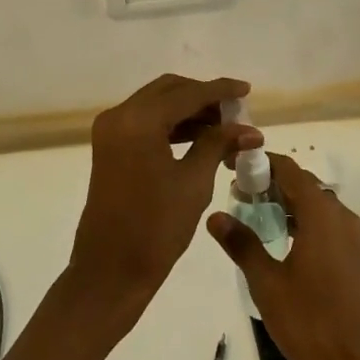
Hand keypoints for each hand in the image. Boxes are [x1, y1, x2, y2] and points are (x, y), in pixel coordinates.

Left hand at [69, 74, 258, 313]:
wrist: (111, 271)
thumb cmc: (156, 228)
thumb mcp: (194, 182)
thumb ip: (218, 145)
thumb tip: (249, 129)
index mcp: (139, 120)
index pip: (187, 94)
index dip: (220, 90)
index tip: (247, 89)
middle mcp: (120, 115)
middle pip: (169, 90)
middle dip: (204, 97)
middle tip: (235, 113)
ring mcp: (111, 130)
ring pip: (157, 104)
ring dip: (189, 110)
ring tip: (224, 127)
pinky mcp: (110, 146)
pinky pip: (146, 121)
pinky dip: (172, 124)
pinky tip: (200, 137)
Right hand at [207, 154, 359, 359]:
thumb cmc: (310, 321)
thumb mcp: (267, 283)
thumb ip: (242, 244)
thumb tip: (215, 216)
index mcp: (320, 213)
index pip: (287, 169)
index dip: (259, 163)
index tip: (232, 166)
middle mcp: (340, 215)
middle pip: (302, 183)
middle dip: (269, 183)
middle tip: (237, 194)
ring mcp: (351, 235)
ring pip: (314, 203)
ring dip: (285, 202)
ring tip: (252, 215)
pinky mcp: (354, 255)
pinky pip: (324, 222)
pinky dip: (301, 219)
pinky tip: (280, 240)